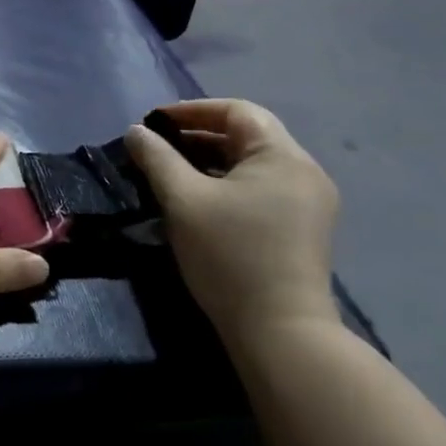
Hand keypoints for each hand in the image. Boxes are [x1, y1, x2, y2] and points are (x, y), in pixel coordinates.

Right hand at [124, 99, 338, 346]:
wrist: (281, 335)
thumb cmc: (230, 256)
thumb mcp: (183, 200)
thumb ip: (157, 158)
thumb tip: (136, 131)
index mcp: (282, 156)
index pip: (237, 111)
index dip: (192, 111)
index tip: (154, 122)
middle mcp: (303, 172)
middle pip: (246, 136)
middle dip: (198, 136)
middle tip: (157, 148)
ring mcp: (308, 203)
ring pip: (252, 165)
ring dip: (210, 161)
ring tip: (171, 173)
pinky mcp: (302, 230)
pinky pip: (261, 189)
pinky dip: (227, 184)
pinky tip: (199, 201)